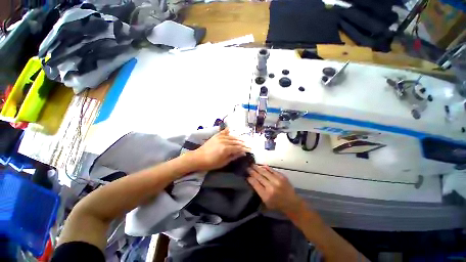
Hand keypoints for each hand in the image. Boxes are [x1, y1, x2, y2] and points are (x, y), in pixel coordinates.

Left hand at [189, 128, 249, 170]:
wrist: (198, 158)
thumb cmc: (211, 163)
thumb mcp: (223, 162)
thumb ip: (233, 156)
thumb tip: (242, 153)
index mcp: (226, 149)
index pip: (238, 148)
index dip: (244, 149)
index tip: (249, 150)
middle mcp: (224, 141)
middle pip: (236, 141)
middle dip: (242, 143)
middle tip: (247, 145)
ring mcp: (220, 137)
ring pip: (231, 137)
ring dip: (237, 138)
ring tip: (242, 140)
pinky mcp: (216, 136)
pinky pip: (223, 132)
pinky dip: (227, 131)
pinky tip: (230, 129)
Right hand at [247, 165, 302, 214]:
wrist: (292, 203)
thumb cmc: (277, 205)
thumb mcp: (266, 203)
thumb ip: (258, 192)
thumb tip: (251, 180)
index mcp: (266, 195)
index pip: (255, 184)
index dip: (250, 179)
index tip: (246, 175)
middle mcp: (271, 187)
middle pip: (259, 177)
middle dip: (252, 171)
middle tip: (247, 167)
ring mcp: (277, 181)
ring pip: (264, 172)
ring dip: (257, 168)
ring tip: (252, 165)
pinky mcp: (282, 177)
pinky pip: (272, 170)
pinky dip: (266, 167)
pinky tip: (261, 165)